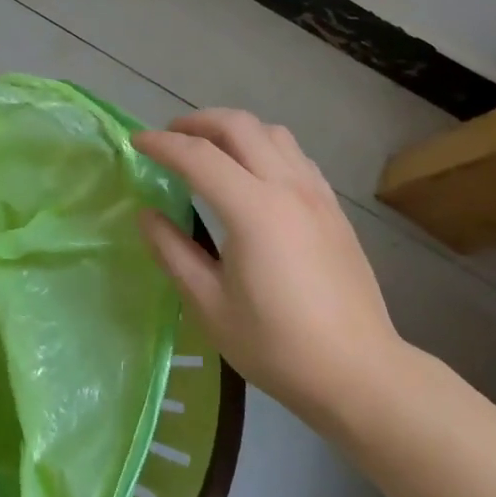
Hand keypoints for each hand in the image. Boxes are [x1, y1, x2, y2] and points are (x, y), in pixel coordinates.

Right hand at [134, 110, 408, 430]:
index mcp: (253, 210)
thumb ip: (173, 252)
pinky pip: (294, 153)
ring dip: (234, 128)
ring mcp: (316, 193)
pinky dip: (264, 145)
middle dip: (197, 122)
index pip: (198, 156)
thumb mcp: (211, 306)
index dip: (162, 144)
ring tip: (210, 148)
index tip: (136, 142)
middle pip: (238, 125)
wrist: (360, 374)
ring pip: (271, 132)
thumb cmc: (278, 347)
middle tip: (170, 137)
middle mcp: (286, 186)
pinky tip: (254, 173)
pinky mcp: (333, 206)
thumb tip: (146, 214)